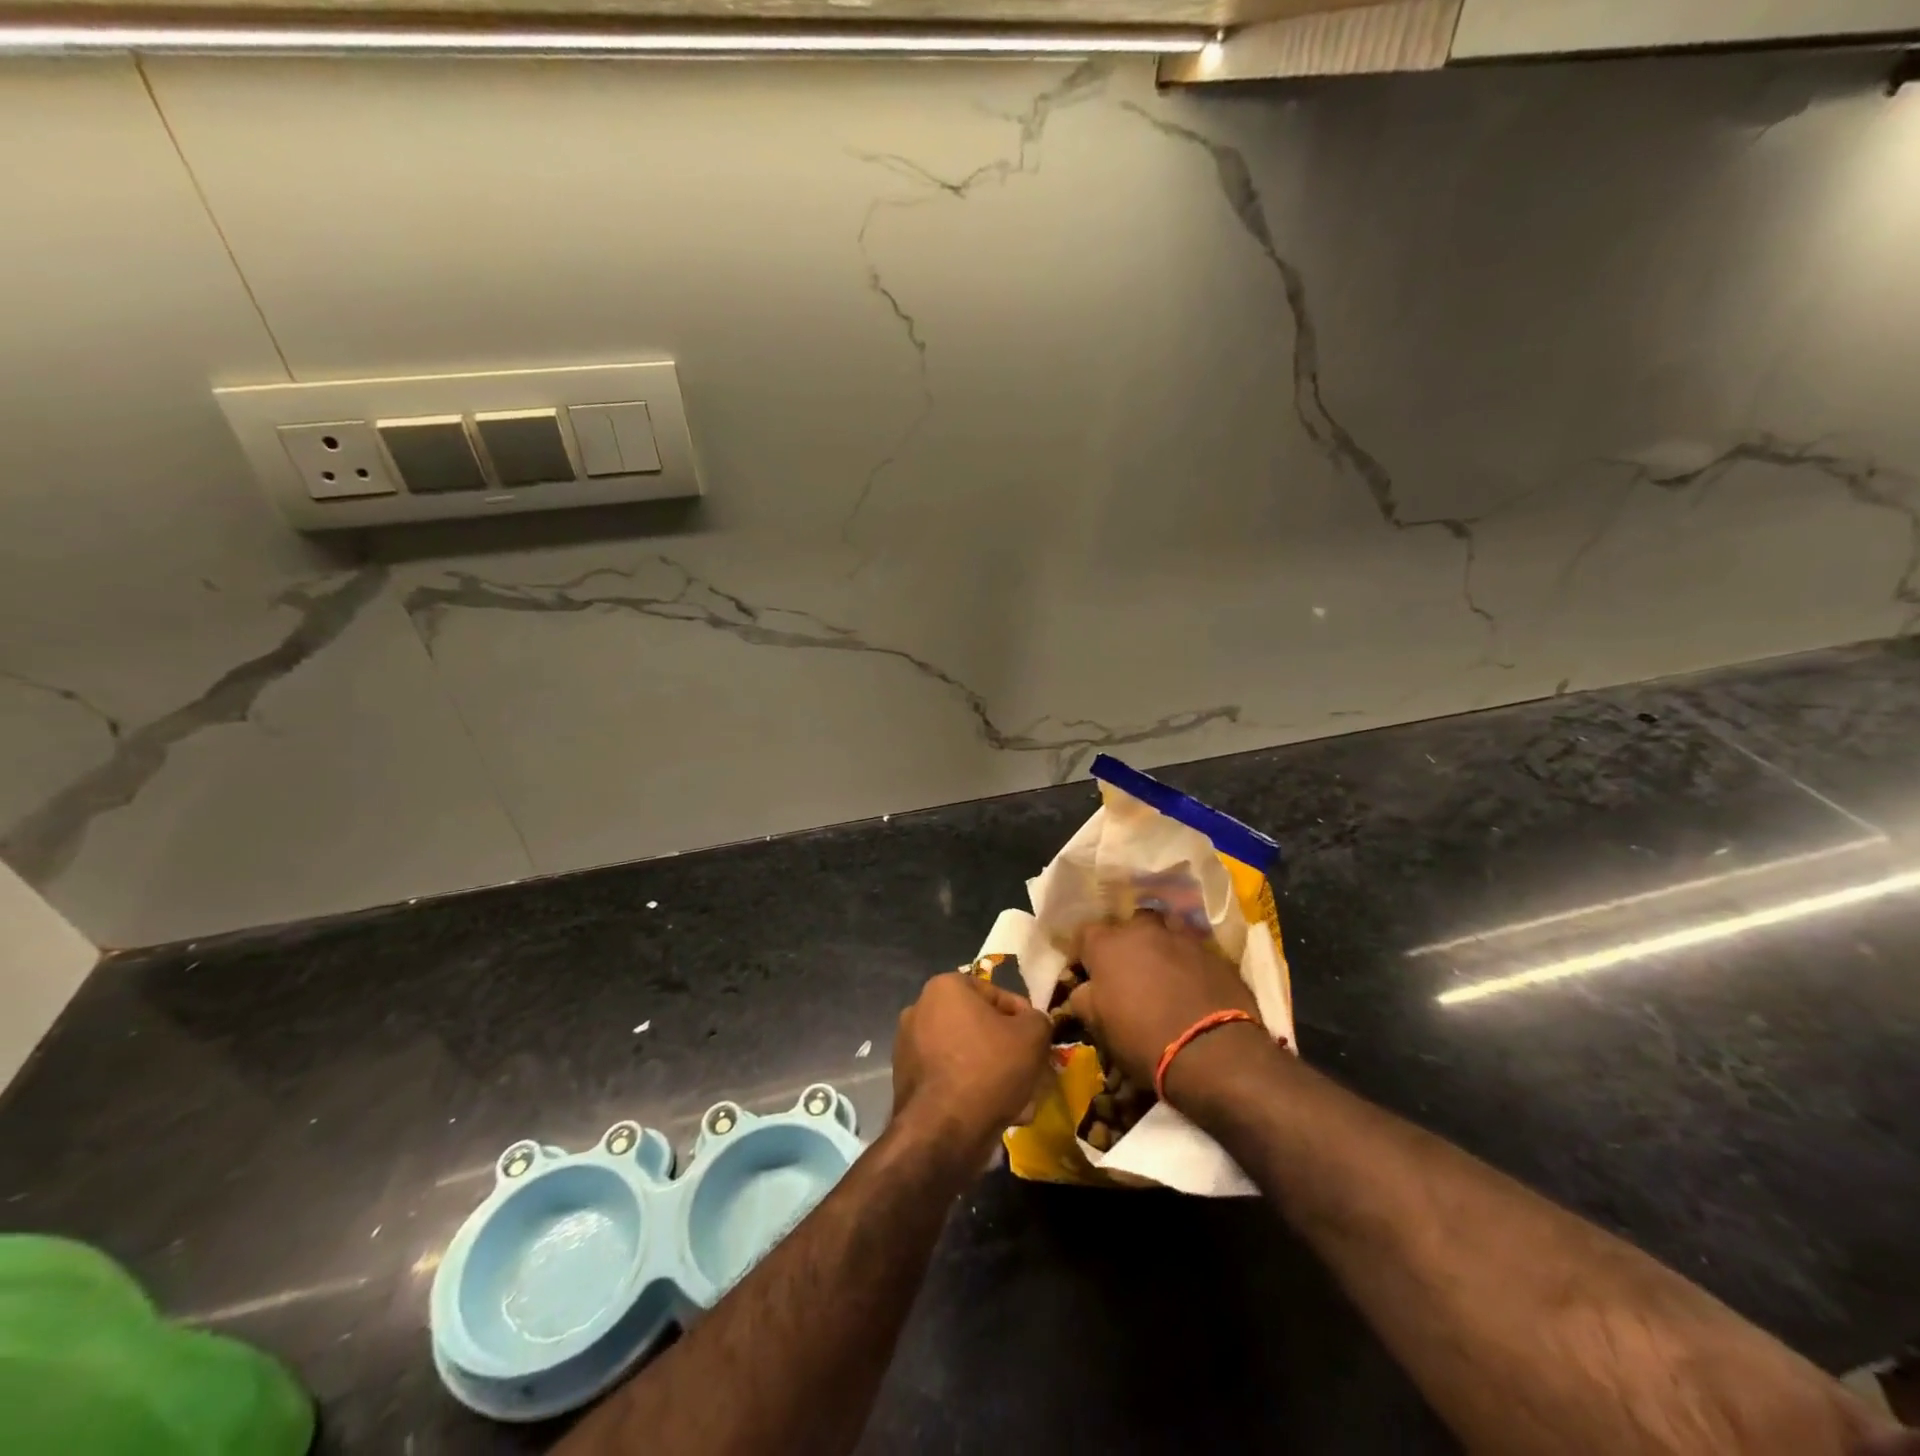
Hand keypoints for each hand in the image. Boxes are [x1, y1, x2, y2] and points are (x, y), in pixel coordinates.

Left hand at [890, 974, 1049, 1160]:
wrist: (943, 1131)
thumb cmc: (989, 1068)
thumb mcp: (1033, 1036)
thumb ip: (1038, 1020)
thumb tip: (1033, 1023)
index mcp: (945, 988)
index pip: (996, 995)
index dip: (1024, 1018)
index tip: (1038, 1042)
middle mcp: (920, 1010)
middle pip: (980, 1027)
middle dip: (1008, 1050)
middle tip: (1031, 1072)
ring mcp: (908, 1047)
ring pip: (967, 1056)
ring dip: (994, 1074)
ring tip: (1020, 1100)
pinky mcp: (906, 1082)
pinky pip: (950, 1079)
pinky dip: (972, 1091)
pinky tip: (997, 1114)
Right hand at [1067, 911, 1272, 1108]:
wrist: (1212, 1051)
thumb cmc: (1142, 1038)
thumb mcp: (1098, 1025)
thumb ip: (1083, 998)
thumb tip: (1083, 988)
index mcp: (1108, 944)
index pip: (1084, 933)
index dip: (1083, 952)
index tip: (1085, 972)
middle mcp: (1143, 930)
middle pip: (1129, 925)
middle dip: (1126, 943)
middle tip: (1128, 971)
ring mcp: (1182, 938)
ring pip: (1165, 931)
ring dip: (1160, 947)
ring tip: (1162, 973)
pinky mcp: (1214, 953)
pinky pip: (1193, 951)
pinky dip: (1188, 963)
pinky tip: (1192, 987)